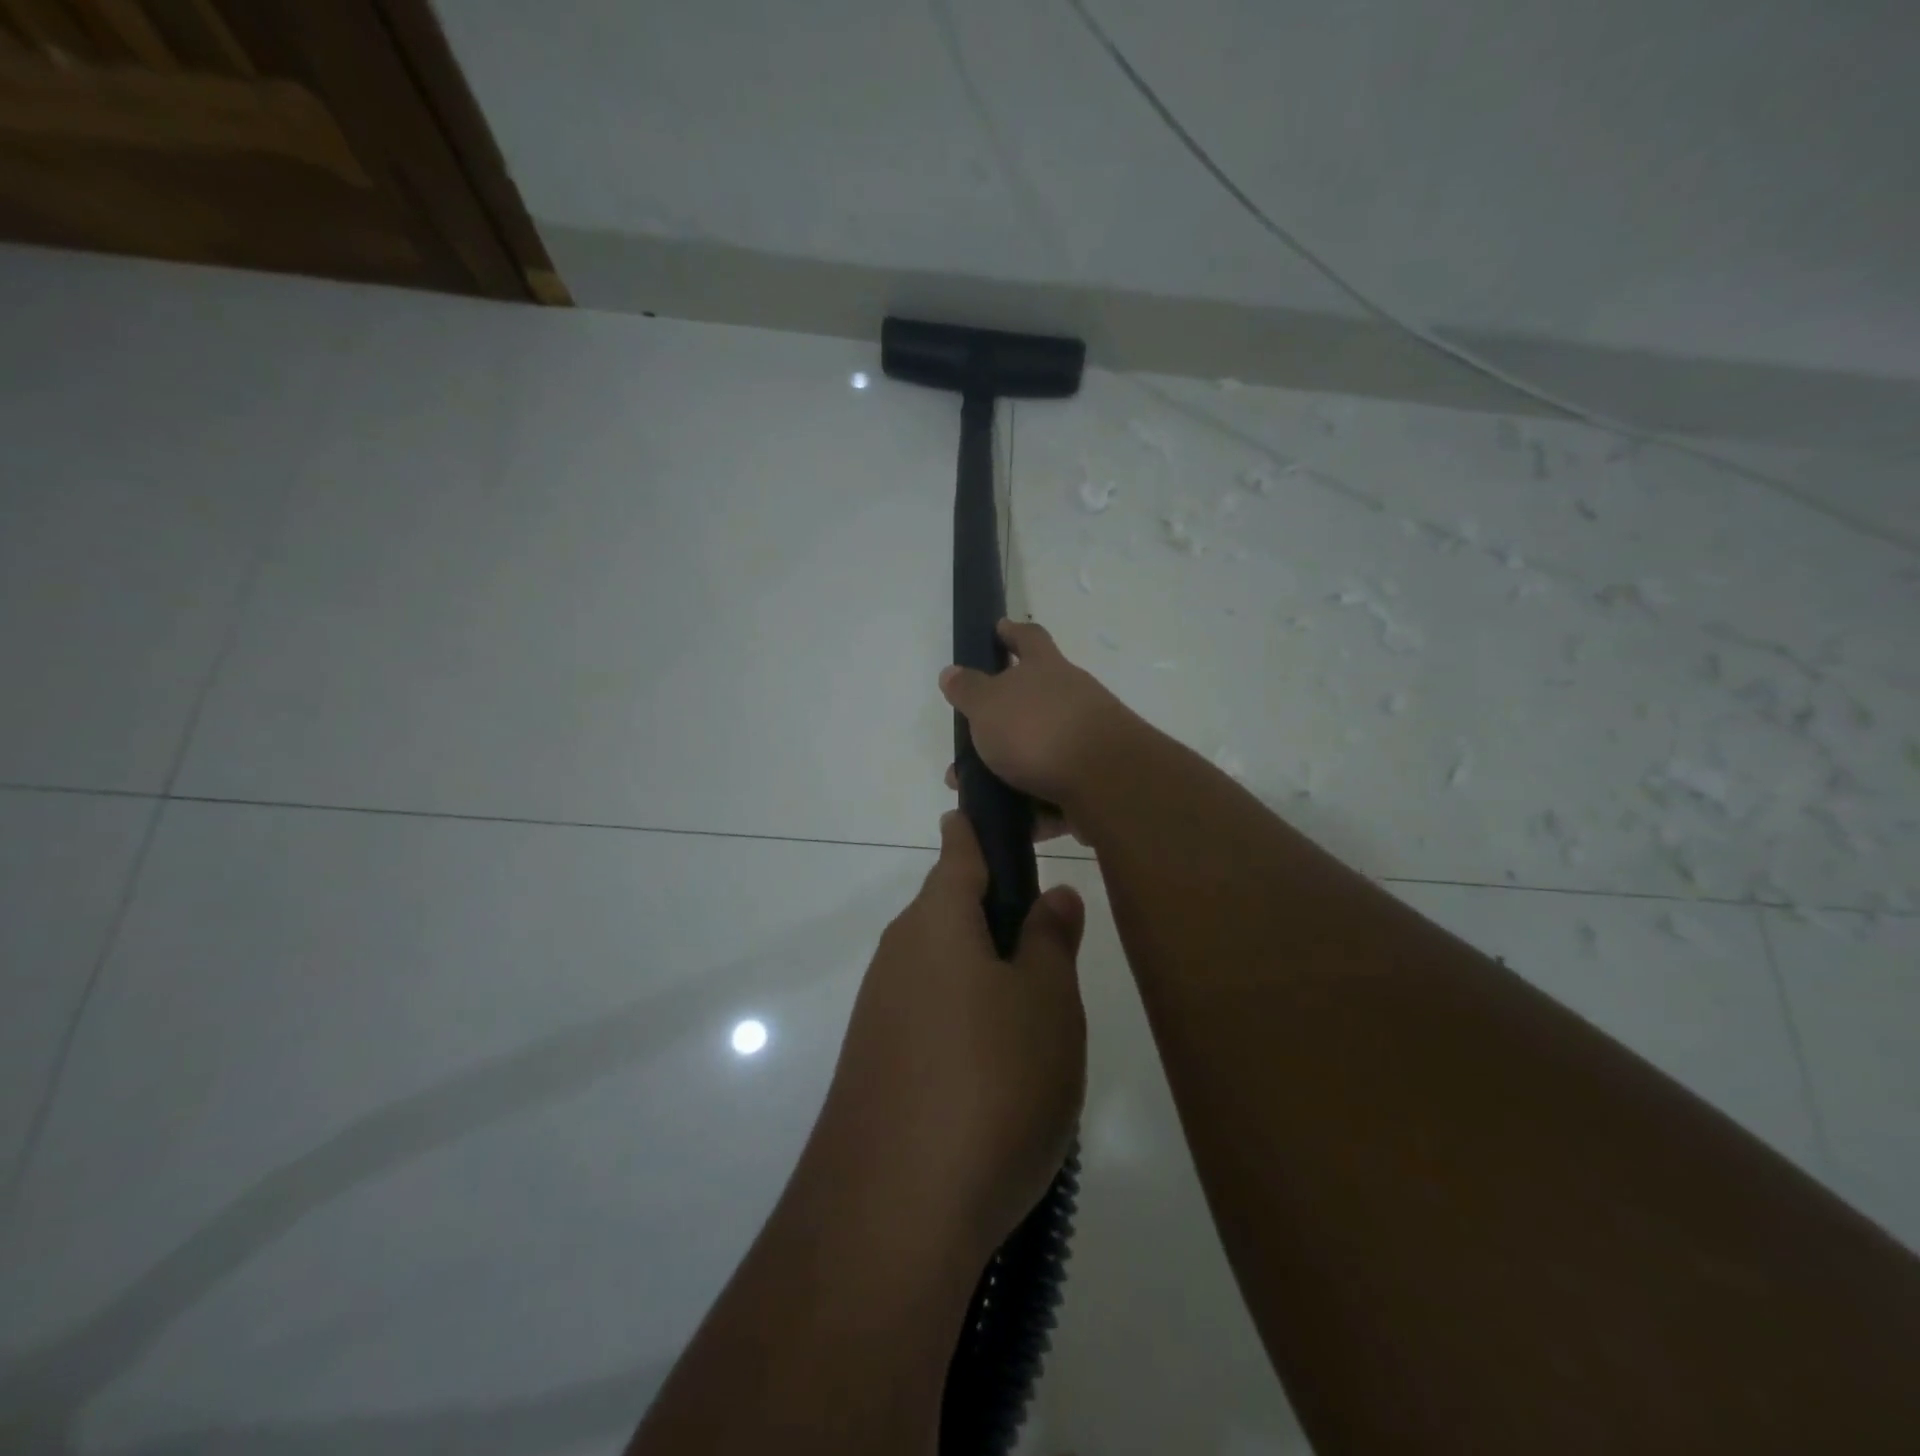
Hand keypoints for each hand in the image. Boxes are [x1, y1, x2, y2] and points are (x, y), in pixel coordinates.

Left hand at [809, 812, 1086, 1254]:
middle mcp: (899, 954)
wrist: (891, 1215)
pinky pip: (928, 1018)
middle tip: (1052, 943)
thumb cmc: (989, 1084)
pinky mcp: (874, 1064)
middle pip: (950, 911)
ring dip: (985, 976)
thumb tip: (1052, 896)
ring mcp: (879, 1011)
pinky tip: (997, 1073)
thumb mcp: (1046, 1005)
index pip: (958, 851)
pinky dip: (965, 1025)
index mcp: (937, 921)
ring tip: (1038, 1017)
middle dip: (996, 916)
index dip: (979, 828)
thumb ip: (1050, 942)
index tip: (1000, 815)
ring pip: (942, 968)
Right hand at [938, 619, 1139, 816]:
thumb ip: (968, 689)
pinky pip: (1055, 792)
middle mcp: (1071, 698)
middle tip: (968, 739)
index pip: (1028, 638)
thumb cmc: (1038, 730)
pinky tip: (1010, 823)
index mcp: (1046, 669)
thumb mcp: (988, 705)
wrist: (1106, 782)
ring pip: (1039, 752)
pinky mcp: (1095, 781)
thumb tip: (952, 672)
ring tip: (976, 792)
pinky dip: (1033, 806)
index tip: (997, 629)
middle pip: (1032, 702)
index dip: (1011, 632)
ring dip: (1008, 770)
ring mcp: (1087, 740)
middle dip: (998, 721)